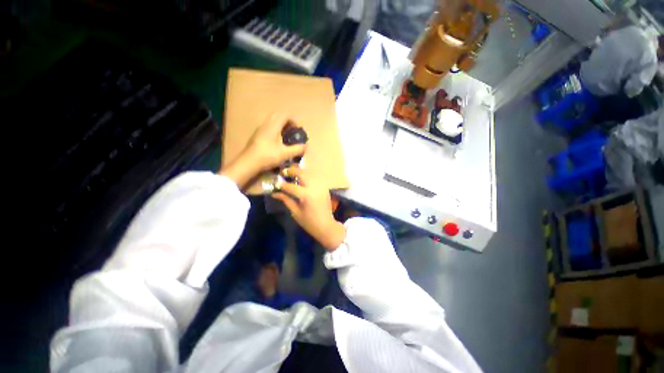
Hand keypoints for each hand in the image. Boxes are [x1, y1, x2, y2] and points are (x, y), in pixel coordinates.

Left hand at [245, 112, 306, 171]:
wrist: (248, 163)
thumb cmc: (267, 156)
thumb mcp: (285, 154)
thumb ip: (297, 149)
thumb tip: (306, 146)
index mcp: (273, 126)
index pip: (285, 115)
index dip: (294, 120)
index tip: (298, 130)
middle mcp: (266, 124)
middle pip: (278, 115)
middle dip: (287, 121)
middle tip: (293, 131)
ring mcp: (260, 129)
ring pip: (272, 121)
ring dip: (281, 126)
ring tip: (286, 137)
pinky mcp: (257, 135)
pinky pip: (268, 127)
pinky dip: (275, 130)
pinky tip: (278, 142)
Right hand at [272, 167, 345, 250]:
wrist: (326, 226)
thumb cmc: (309, 222)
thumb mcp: (295, 212)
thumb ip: (286, 200)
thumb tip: (275, 193)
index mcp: (306, 195)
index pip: (291, 186)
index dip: (282, 185)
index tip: (275, 183)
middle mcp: (314, 187)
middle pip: (302, 173)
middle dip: (291, 171)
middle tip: (283, 171)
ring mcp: (321, 186)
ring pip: (309, 173)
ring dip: (299, 172)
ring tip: (291, 174)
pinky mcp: (324, 187)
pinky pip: (314, 178)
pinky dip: (307, 176)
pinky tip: (301, 179)